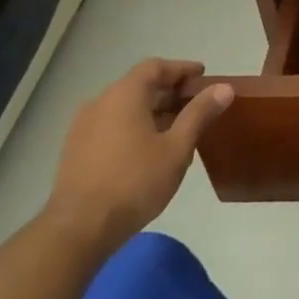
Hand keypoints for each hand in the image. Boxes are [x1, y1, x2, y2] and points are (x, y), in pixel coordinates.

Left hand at [44, 60, 233, 257]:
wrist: (77, 231)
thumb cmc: (134, 182)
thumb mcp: (177, 147)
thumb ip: (200, 113)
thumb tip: (224, 88)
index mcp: (123, 95)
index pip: (155, 67)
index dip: (181, 69)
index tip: (203, 77)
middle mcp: (99, 103)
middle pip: (139, 86)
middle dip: (169, 92)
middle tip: (196, 105)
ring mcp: (82, 128)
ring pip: (124, 108)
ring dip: (152, 111)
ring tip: (177, 130)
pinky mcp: (75, 151)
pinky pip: (110, 126)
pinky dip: (133, 127)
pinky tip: (149, 150)